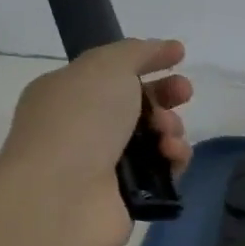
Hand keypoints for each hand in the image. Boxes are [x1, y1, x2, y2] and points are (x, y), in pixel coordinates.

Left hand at [0, 39, 192, 245]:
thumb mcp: (106, 66)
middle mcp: (83, 127)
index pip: (113, 72)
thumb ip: (137, 51)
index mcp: (68, 92)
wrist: (61, 197)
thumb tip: (164, 48)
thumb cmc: (79, 121)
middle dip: (166, 94)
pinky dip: (173, 159)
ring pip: (154, 137)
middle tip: (183, 92)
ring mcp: (104, 164)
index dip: (147, 60)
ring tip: (167, 132)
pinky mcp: (127, 195)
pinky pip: (162, 170)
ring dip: (171, 127)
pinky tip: (171, 155)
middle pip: (138, 104)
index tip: (179, 56)